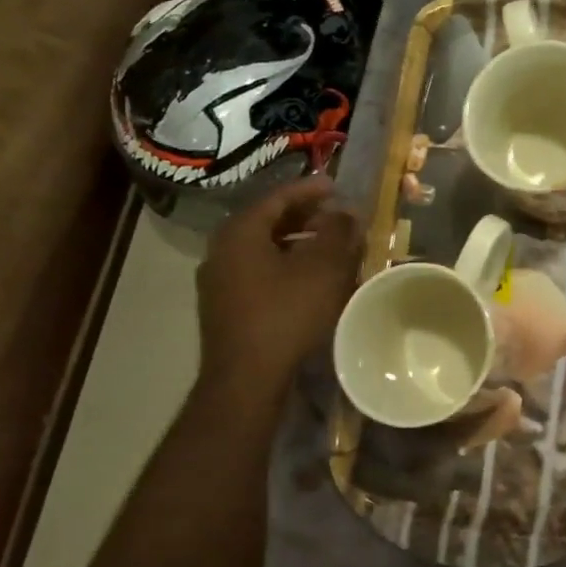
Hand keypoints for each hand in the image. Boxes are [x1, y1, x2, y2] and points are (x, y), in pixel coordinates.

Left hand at [196, 177, 359, 385]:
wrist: (246, 379)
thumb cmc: (286, 314)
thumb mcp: (323, 268)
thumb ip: (337, 233)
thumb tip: (346, 212)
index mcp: (240, 232)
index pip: (278, 196)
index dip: (311, 189)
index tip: (338, 187)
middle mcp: (222, 250)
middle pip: (269, 222)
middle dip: (306, 217)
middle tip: (338, 217)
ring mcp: (219, 281)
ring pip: (265, 249)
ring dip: (298, 243)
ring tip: (330, 247)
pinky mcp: (226, 307)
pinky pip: (260, 272)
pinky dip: (286, 266)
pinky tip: (311, 279)